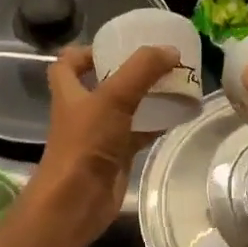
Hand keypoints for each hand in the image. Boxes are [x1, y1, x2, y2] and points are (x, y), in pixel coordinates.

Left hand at [23, 45, 177, 246]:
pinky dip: (156, 124)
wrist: (76, 201)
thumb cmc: (86, 144)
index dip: (87, 51)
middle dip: (128, 72)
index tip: (117, 45)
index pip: (68, 62)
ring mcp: (99, 135)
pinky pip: (138, 133)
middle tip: (158, 62)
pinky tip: (178, 115)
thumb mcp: (113, 98)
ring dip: (145, 97)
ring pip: (124, 109)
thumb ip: (141, 71)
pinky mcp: (115, 156)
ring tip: (175, 83)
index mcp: (70, 91)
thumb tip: (170, 51)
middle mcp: (82, 111)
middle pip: (102, 83)